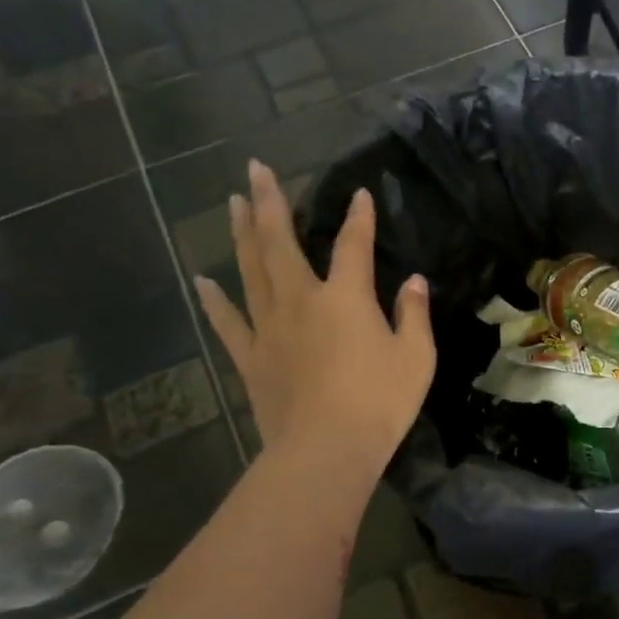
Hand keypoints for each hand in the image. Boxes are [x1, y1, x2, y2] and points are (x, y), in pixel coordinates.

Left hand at [195, 160, 434, 480]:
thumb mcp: (416, 357)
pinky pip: (227, 322)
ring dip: (241, 234)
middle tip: (255, 169)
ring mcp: (269, 328)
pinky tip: (201, 280)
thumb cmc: (380, 402)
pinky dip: (213, 300)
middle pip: (280, 243)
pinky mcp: (251, 357)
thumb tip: (414, 281)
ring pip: (249, 270)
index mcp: (345, 298)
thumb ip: (414, 315)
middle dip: (270, 203)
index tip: (359, 194)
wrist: (326, 450)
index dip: (359, 219)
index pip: (353, 246)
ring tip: (233, 203)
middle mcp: (301, 301)